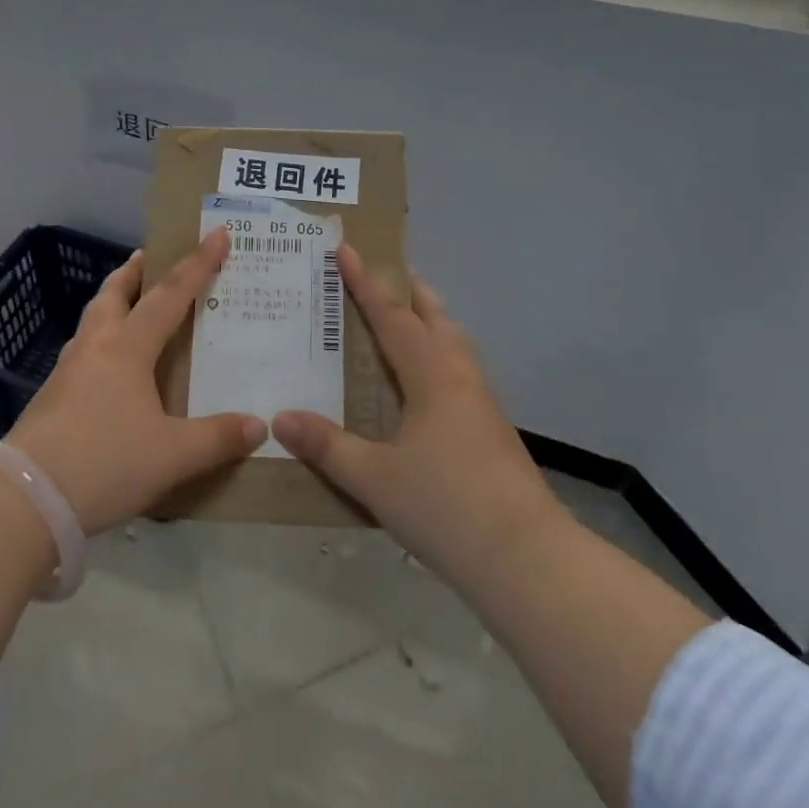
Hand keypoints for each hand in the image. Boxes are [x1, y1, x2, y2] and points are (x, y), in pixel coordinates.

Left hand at [7, 228, 266, 533]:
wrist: (24, 499)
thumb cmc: (104, 463)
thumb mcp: (172, 455)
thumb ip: (217, 438)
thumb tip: (260, 425)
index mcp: (128, 347)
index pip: (170, 295)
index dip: (197, 264)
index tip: (216, 234)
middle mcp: (96, 346)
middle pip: (114, 293)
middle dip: (135, 271)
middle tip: (151, 258)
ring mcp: (67, 370)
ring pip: (93, 319)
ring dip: (114, 301)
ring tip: (132, 305)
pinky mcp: (51, 396)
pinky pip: (83, 350)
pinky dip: (102, 339)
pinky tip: (109, 365)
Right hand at [272, 246, 557, 581]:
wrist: (527, 559)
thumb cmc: (446, 506)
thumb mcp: (374, 478)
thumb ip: (327, 446)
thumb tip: (281, 418)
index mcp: (431, 373)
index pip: (392, 315)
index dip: (365, 282)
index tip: (346, 248)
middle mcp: (459, 375)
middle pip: (435, 316)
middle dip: (408, 291)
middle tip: (380, 275)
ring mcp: (481, 401)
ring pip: (453, 341)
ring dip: (428, 320)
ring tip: (403, 320)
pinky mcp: (492, 428)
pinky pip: (459, 369)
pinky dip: (437, 353)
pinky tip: (422, 383)